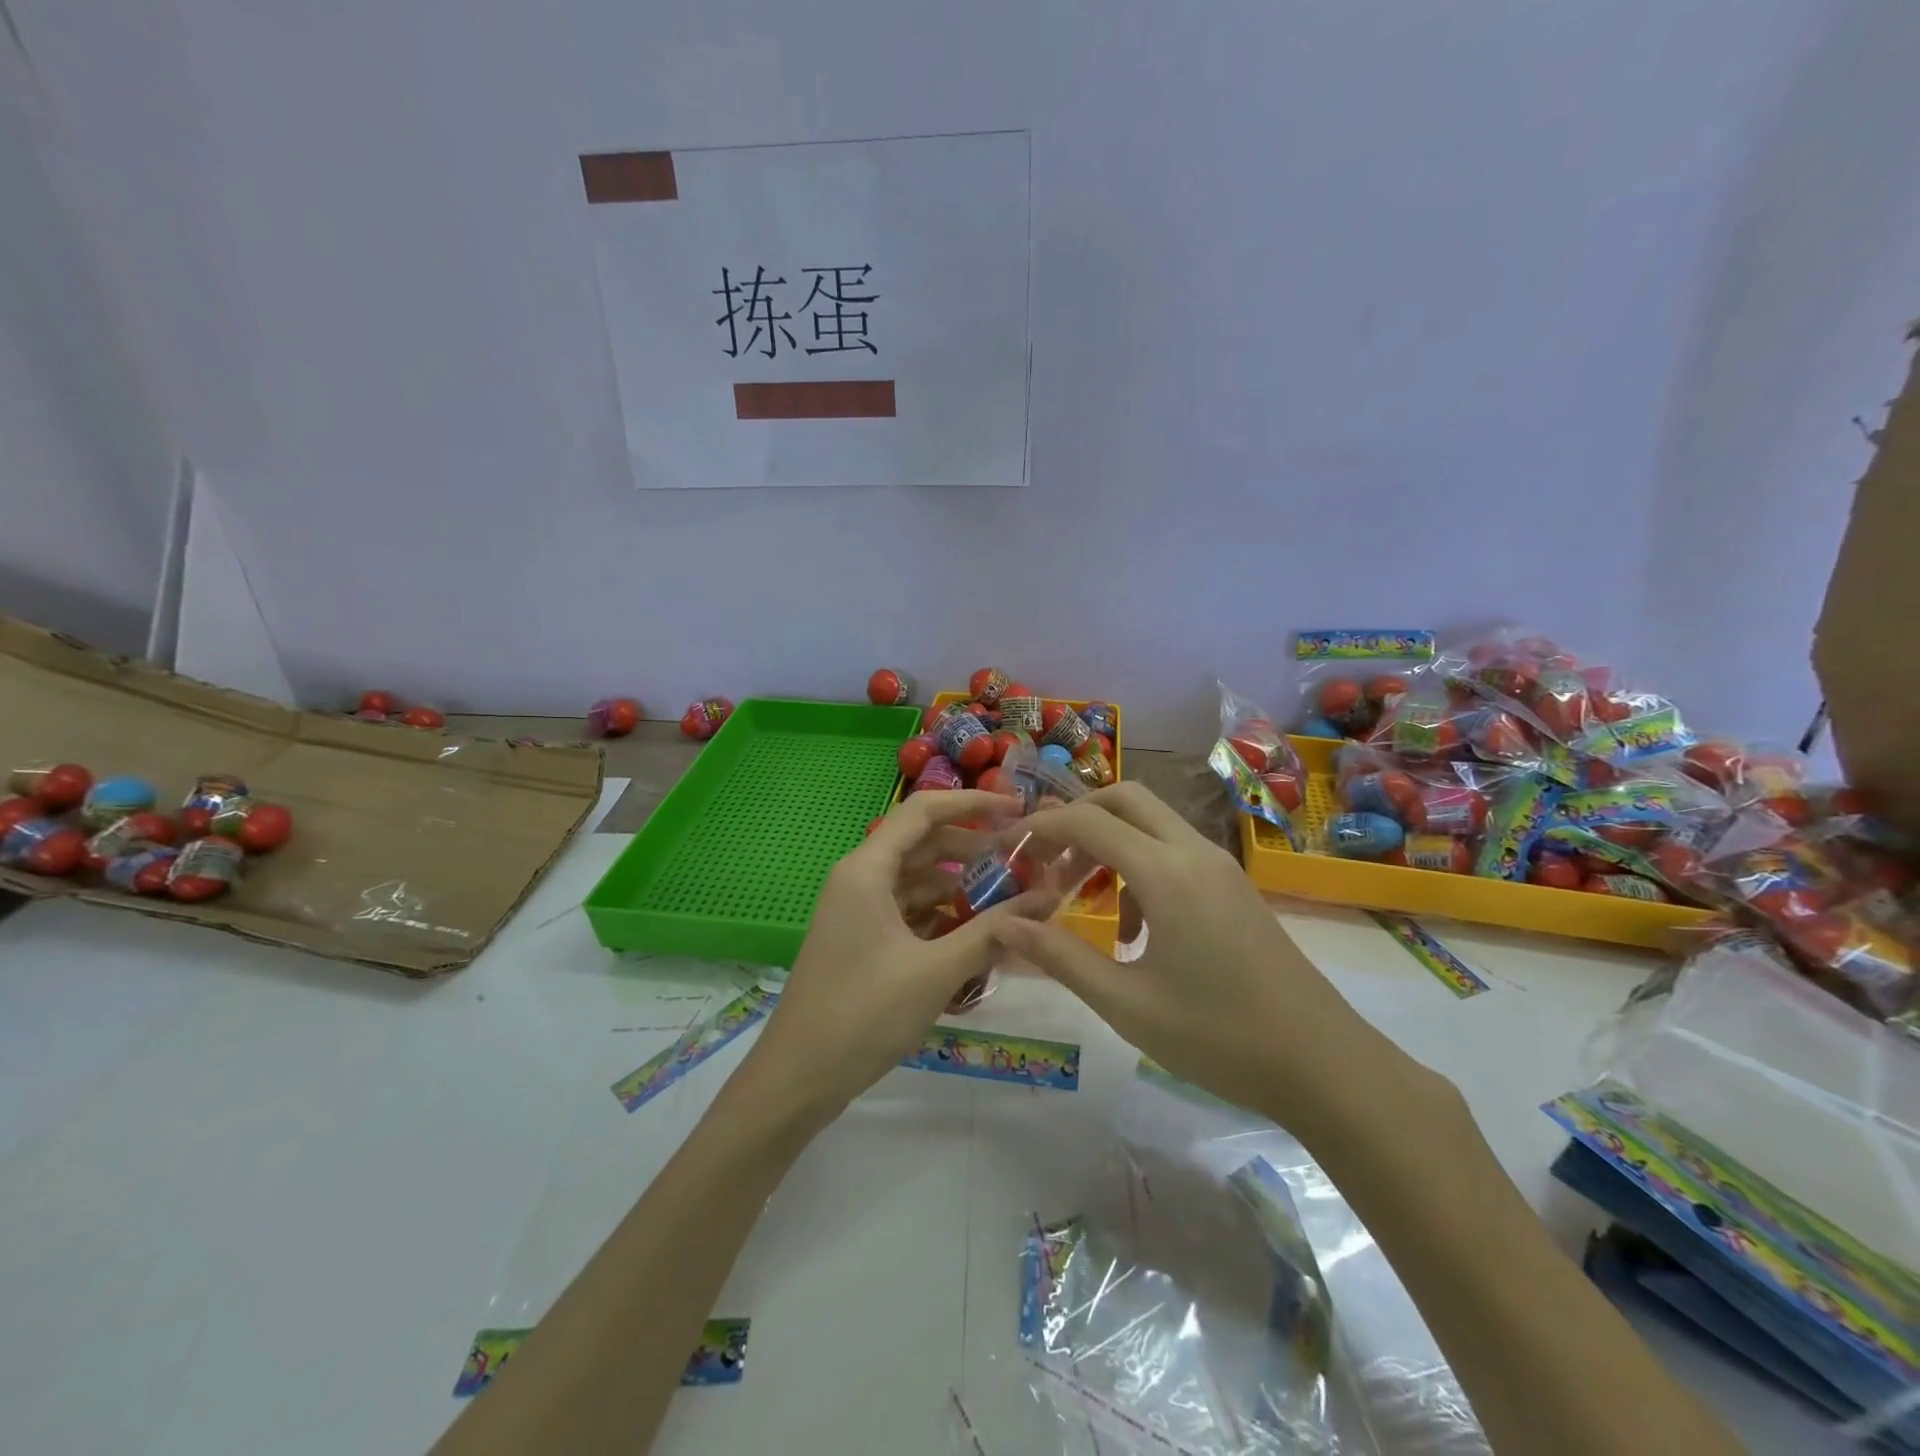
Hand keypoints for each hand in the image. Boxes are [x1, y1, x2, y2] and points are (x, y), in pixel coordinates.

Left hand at [740, 789, 1054, 1121]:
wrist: (797, 1079)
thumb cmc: (863, 1014)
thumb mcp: (936, 971)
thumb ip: (993, 931)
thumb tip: (1048, 898)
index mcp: (867, 869)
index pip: (924, 810)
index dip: (972, 803)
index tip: (1017, 809)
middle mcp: (860, 878)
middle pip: (923, 843)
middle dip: (973, 847)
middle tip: (1025, 860)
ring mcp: (858, 910)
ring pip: (917, 880)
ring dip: (960, 885)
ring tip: (1011, 897)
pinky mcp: (861, 939)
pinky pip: (908, 910)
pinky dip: (942, 914)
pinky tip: (977, 932)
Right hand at [989, 781, 1392, 1128]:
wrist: (1325, 1066)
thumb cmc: (1218, 1037)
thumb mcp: (1126, 1003)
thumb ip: (1059, 957)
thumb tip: (1003, 925)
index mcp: (1166, 873)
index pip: (1088, 822)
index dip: (1040, 827)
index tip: (1005, 847)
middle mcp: (1194, 853)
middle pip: (1125, 798)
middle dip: (1077, 816)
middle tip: (1044, 858)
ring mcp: (1220, 867)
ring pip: (1152, 822)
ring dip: (1108, 841)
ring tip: (1080, 895)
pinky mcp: (1233, 888)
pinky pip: (1174, 850)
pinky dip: (1138, 865)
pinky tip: (1131, 928)